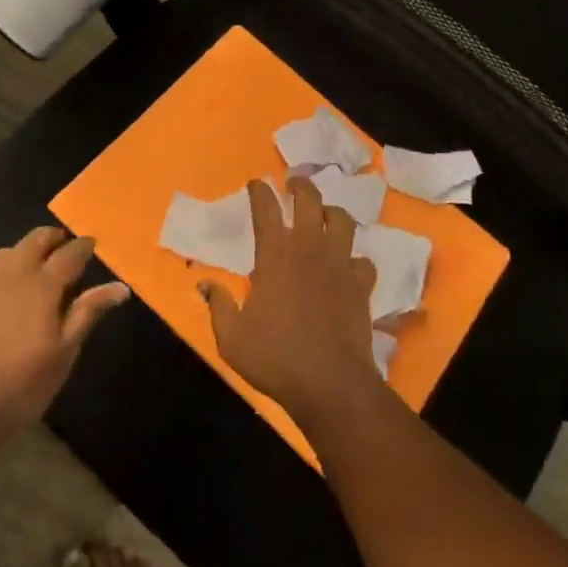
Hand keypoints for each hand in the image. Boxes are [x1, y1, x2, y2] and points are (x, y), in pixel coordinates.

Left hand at [0, 226, 128, 453]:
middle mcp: (12, 272)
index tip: (92, 243)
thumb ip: (87, 313)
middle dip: (53, 238)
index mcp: (43, 283)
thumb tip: (120, 287)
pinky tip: (0, 293)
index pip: (70, 253)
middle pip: (35, 240)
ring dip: (24, 252)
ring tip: (32, 267)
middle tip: (63, 247)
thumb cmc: (18, 385)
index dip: (84, 246)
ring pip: (6, 252)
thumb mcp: (63, 354)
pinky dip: (0, 272)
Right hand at [200, 178, 382, 429]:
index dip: (260, 192)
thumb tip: (205, 283)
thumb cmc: (275, 358)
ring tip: (326, 215)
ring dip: (332, 212)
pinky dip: (356, 259)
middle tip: (294, 183)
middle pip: (309, 200)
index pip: (265, 210)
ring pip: (342, 221)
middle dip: (300, 186)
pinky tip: (349, 266)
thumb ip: (218, 305)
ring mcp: (339, 264)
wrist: (330, 383)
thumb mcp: (232, 337)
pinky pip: (363, 260)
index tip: (256, 183)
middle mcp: (309, 249)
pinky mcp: (361, 285)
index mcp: (275, 255)